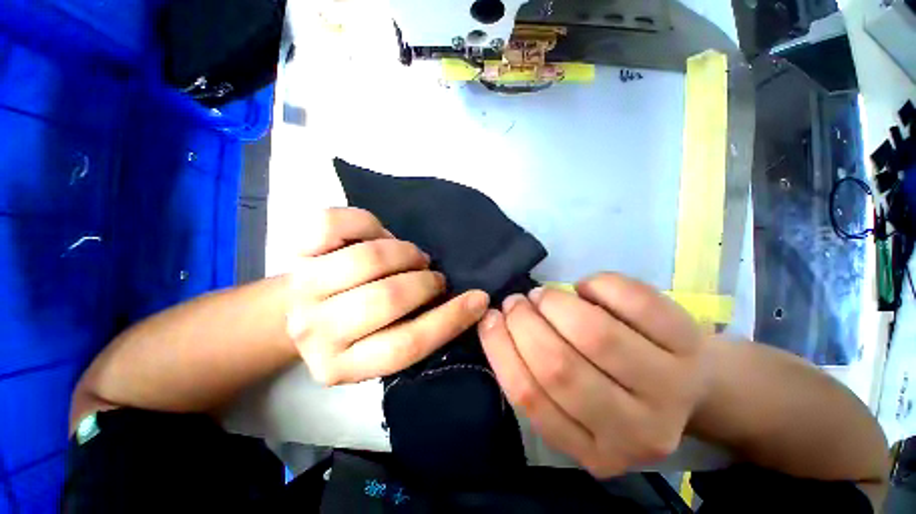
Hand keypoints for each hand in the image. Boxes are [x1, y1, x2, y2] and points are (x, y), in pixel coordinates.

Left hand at [286, 208, 489, 384]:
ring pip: (368, 259)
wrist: (296, 311)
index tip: (479, 299)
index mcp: (342, 365)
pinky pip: (335, 223)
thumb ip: (416, 329)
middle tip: (432, 277)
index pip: (406, 345)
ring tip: (411, 257)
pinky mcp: (296, 250)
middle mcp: (315, 331)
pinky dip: (368, 223)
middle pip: (387, 299)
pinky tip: (379, 235)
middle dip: (424, 282)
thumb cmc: (351, 330)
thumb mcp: (381, 345)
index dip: (450, 319)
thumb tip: (459, 300)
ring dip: (403, 253)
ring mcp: (303, 287)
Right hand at [478, 273, 711, 476]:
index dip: (501, 348)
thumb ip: (535, 375)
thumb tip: (498, 323)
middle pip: (560, 366)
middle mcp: (635, 431)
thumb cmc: (616, 390)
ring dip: (555, 302)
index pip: (530, 397)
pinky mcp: (688, 344)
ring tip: (543, 295)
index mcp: (594, 451)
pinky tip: (587, 287)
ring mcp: (669, 387)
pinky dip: (598, 284)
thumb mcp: (573, 404)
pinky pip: (632, 301)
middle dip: (525, 322)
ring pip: (594, 334)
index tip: (490, 318)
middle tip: (515, 301)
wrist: (692, 384)